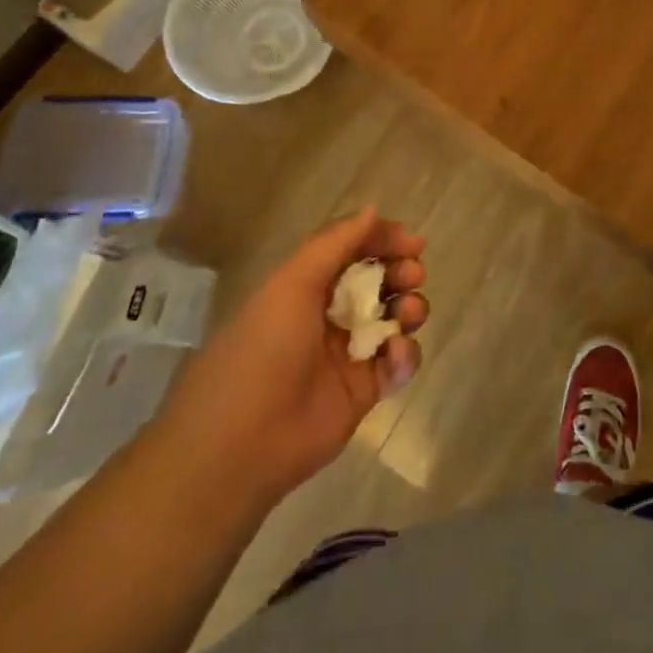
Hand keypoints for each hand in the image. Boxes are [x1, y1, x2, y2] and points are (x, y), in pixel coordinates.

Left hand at [156, 208, 428, 510]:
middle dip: (401, 272)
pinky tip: (395, 356)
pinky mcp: (364, 392)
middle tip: (412, 275)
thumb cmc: (263, 349)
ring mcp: (348, 354)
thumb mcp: (292, 283)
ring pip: (394, 319)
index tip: (412, 242)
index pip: (353, 251)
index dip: (382, 241)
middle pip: (379, 282)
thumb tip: (373, 209)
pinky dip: (405, 355)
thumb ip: (335, 242)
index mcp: (306, 286)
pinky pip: (398, 364)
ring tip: (409, 313)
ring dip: (410, 308)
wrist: (240, 443)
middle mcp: (328, 315)